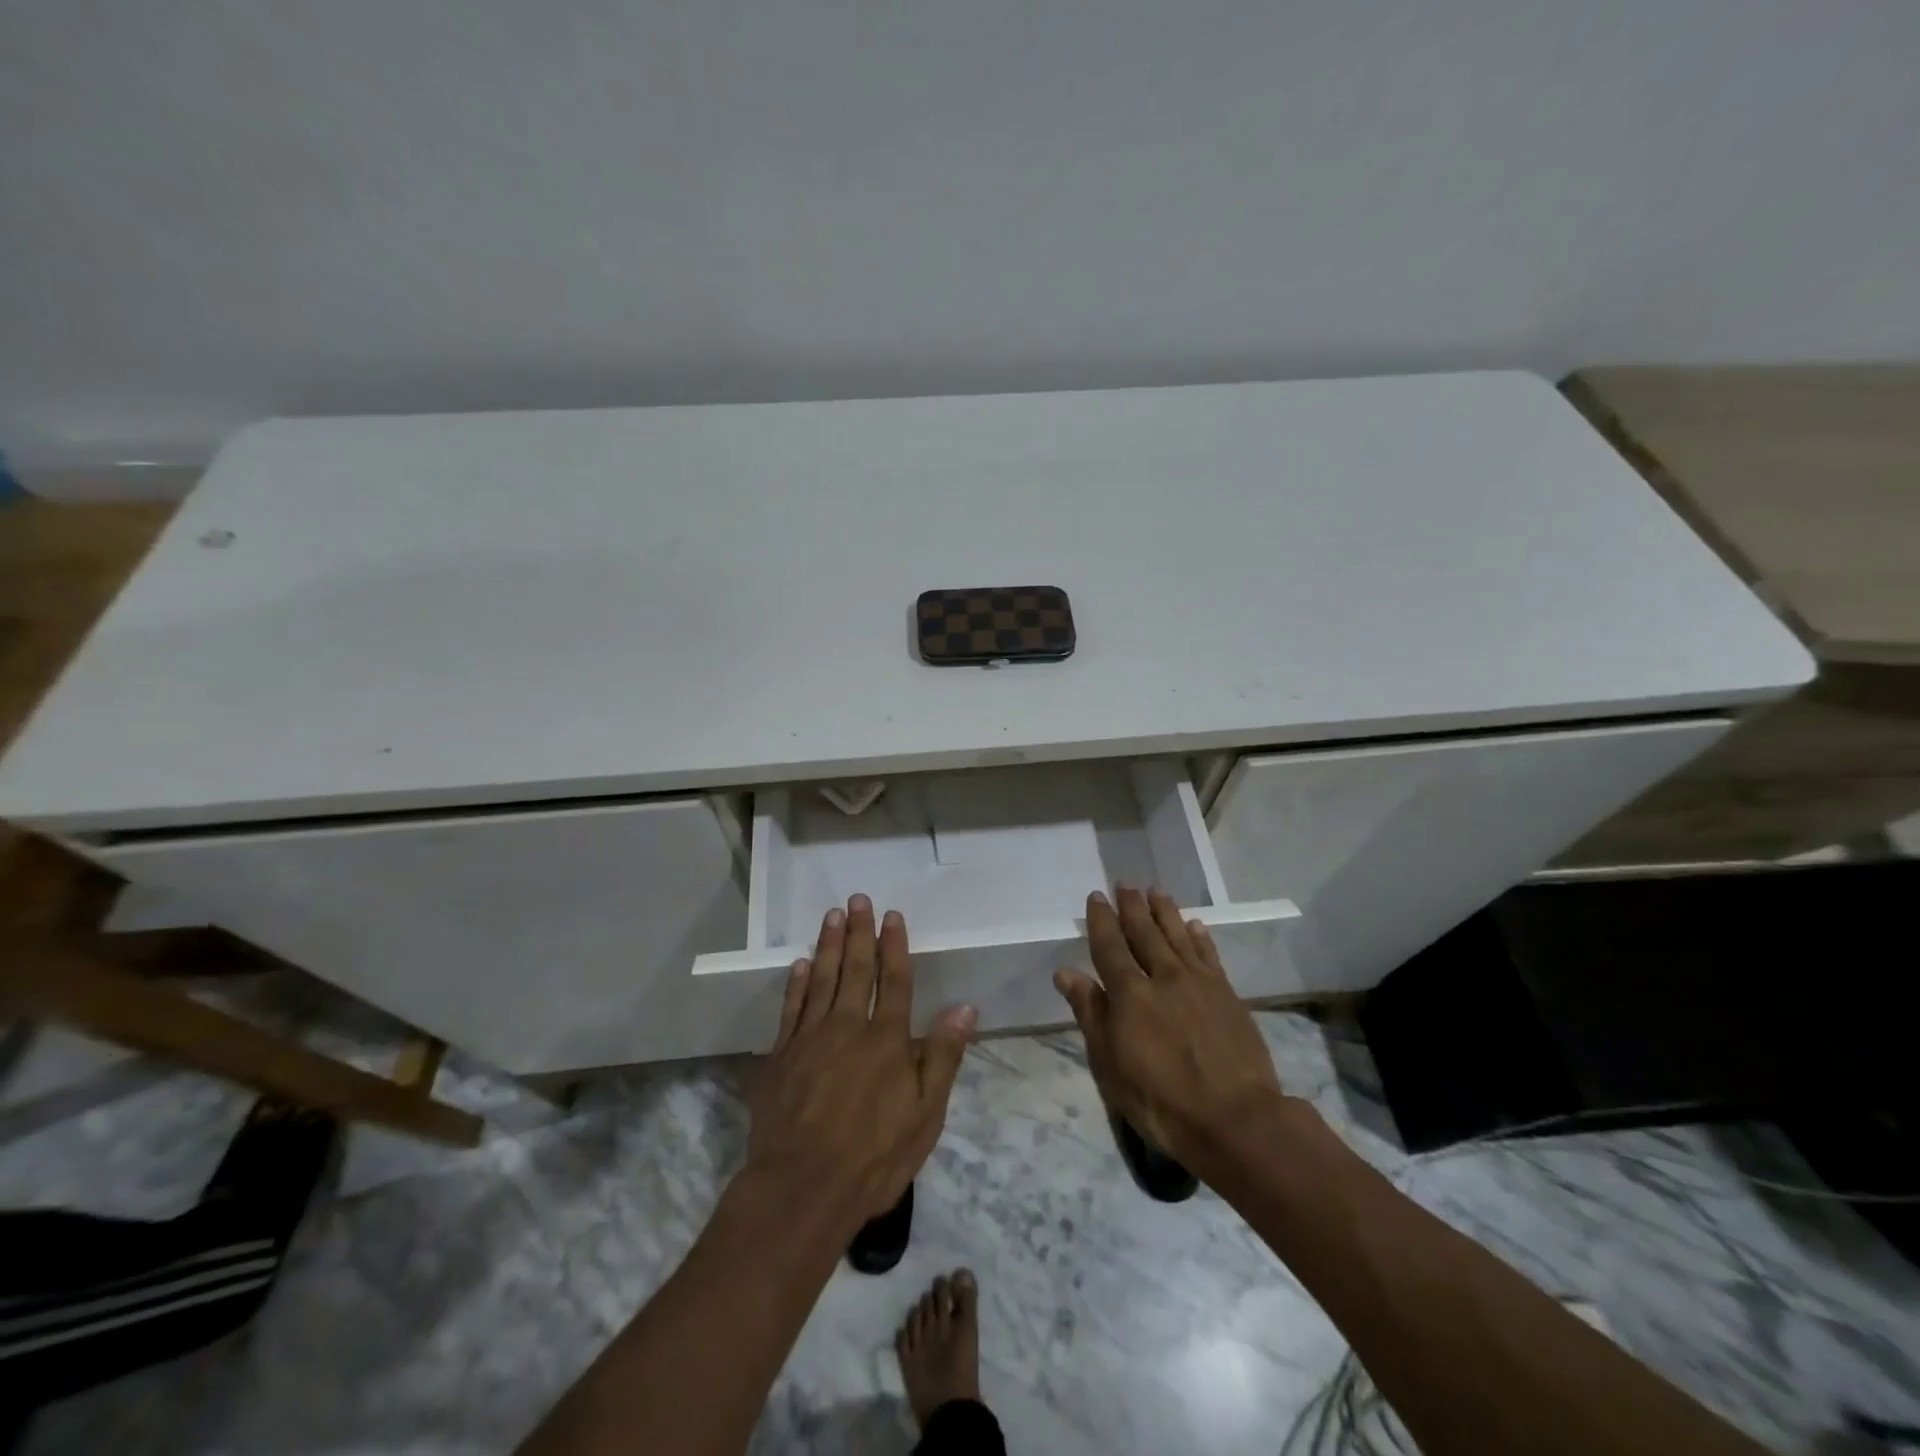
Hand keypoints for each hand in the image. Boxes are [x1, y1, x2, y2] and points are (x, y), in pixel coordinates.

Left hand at [747, 895, 976, 1229]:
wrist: (802, 1189)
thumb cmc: (874, 1157)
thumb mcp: (925, 1114)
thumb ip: (942, 1057)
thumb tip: (964, 1007)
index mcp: (887, 1040)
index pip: (894, 981)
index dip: (895, 946)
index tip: (893, 916)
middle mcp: (848, 1028)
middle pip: (856, 970)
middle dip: (860, 932)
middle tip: (858, 899)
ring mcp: (810, 1039)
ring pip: (822, 979)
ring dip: (829, 946)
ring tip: (832, 916)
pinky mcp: (781, 1056)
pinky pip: (791, 1008)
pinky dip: (797, 983)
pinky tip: (801, 963)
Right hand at [1053, 887, 1284, 1174]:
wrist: (1235, 1120)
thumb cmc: (1160, 1100)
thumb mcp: (1110, 1064)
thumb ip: (1090, 1013)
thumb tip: (1067, 972)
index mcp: (1129, 993)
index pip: (1109, 945)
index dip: (1101, 920)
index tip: (1096, 897)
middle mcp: (1163, 976)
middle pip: (1144, 932)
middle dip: (1132, 907)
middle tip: (1125, 884)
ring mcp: (1199, 983)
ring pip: (1177, 935)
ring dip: (1165, 912)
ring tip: (1156, 892)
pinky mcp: (1227, 994)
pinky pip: (1209, 954)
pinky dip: (1200, 937)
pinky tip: (1195, 925)